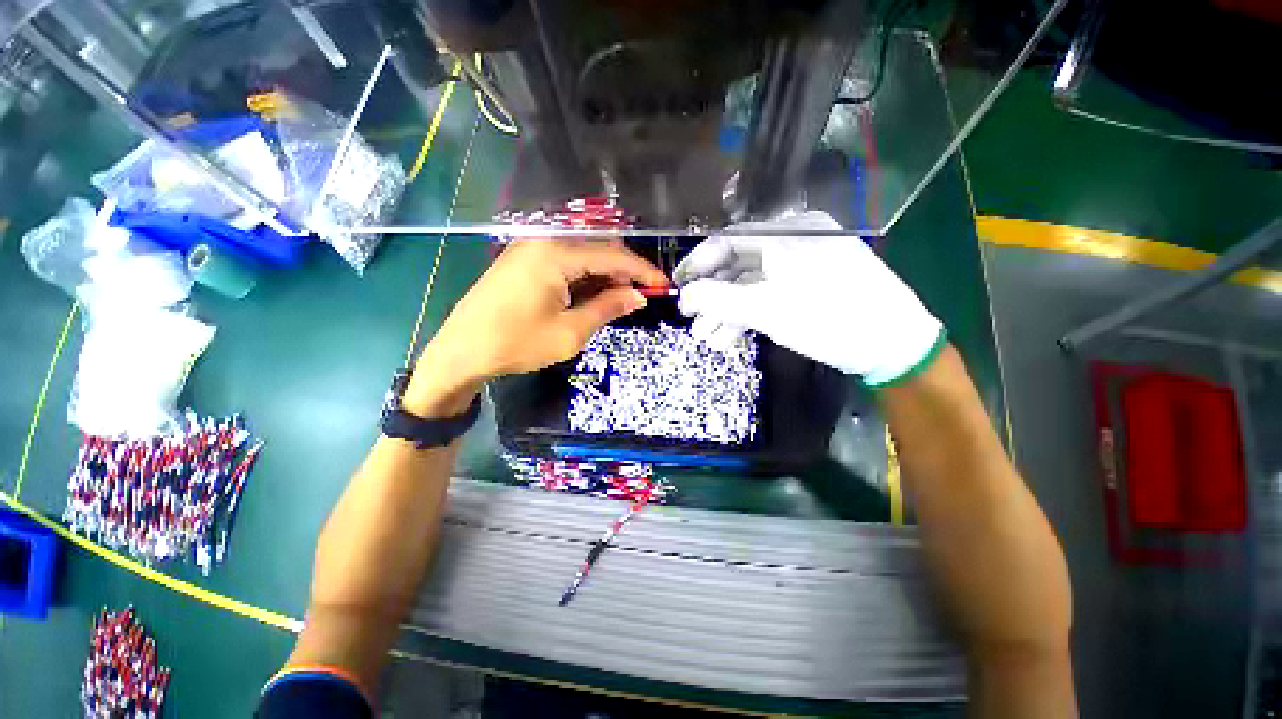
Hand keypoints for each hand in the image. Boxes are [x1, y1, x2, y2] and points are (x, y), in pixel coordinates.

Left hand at [405, 239, 666, 414]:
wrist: (461, 352)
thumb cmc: (516, 344)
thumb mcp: (570, 332)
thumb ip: (608, 308)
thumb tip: (638, 297)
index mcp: (556, 254)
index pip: (612, 255)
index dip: (642, 271)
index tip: (663, 285)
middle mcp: (543, 241)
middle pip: (597, 249)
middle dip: (624, 271)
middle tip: (643, 294)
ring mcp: (530, 248)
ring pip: (581, 255)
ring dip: (605, 274)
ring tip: (623, 297)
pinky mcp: (523, 260)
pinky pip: (564, 262)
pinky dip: (584, 276)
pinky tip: (594, 293)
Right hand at [674, 211, 943, 385]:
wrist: (894, 344)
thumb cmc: (829, 319)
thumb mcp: (767, 309)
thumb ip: (720, 299)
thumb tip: (685, 295)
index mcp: (786, 234)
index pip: (728, 241)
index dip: (698, 264)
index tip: (679, 286)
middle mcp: (794, 241)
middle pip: (739, 265)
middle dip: (712, 296)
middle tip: (693, 320)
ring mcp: (804, 265)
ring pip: (754, 284)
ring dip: (728, 311)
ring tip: (710, 338)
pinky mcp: (811, 286)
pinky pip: (771, 294)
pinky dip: (750, 314)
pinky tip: (734, 336)